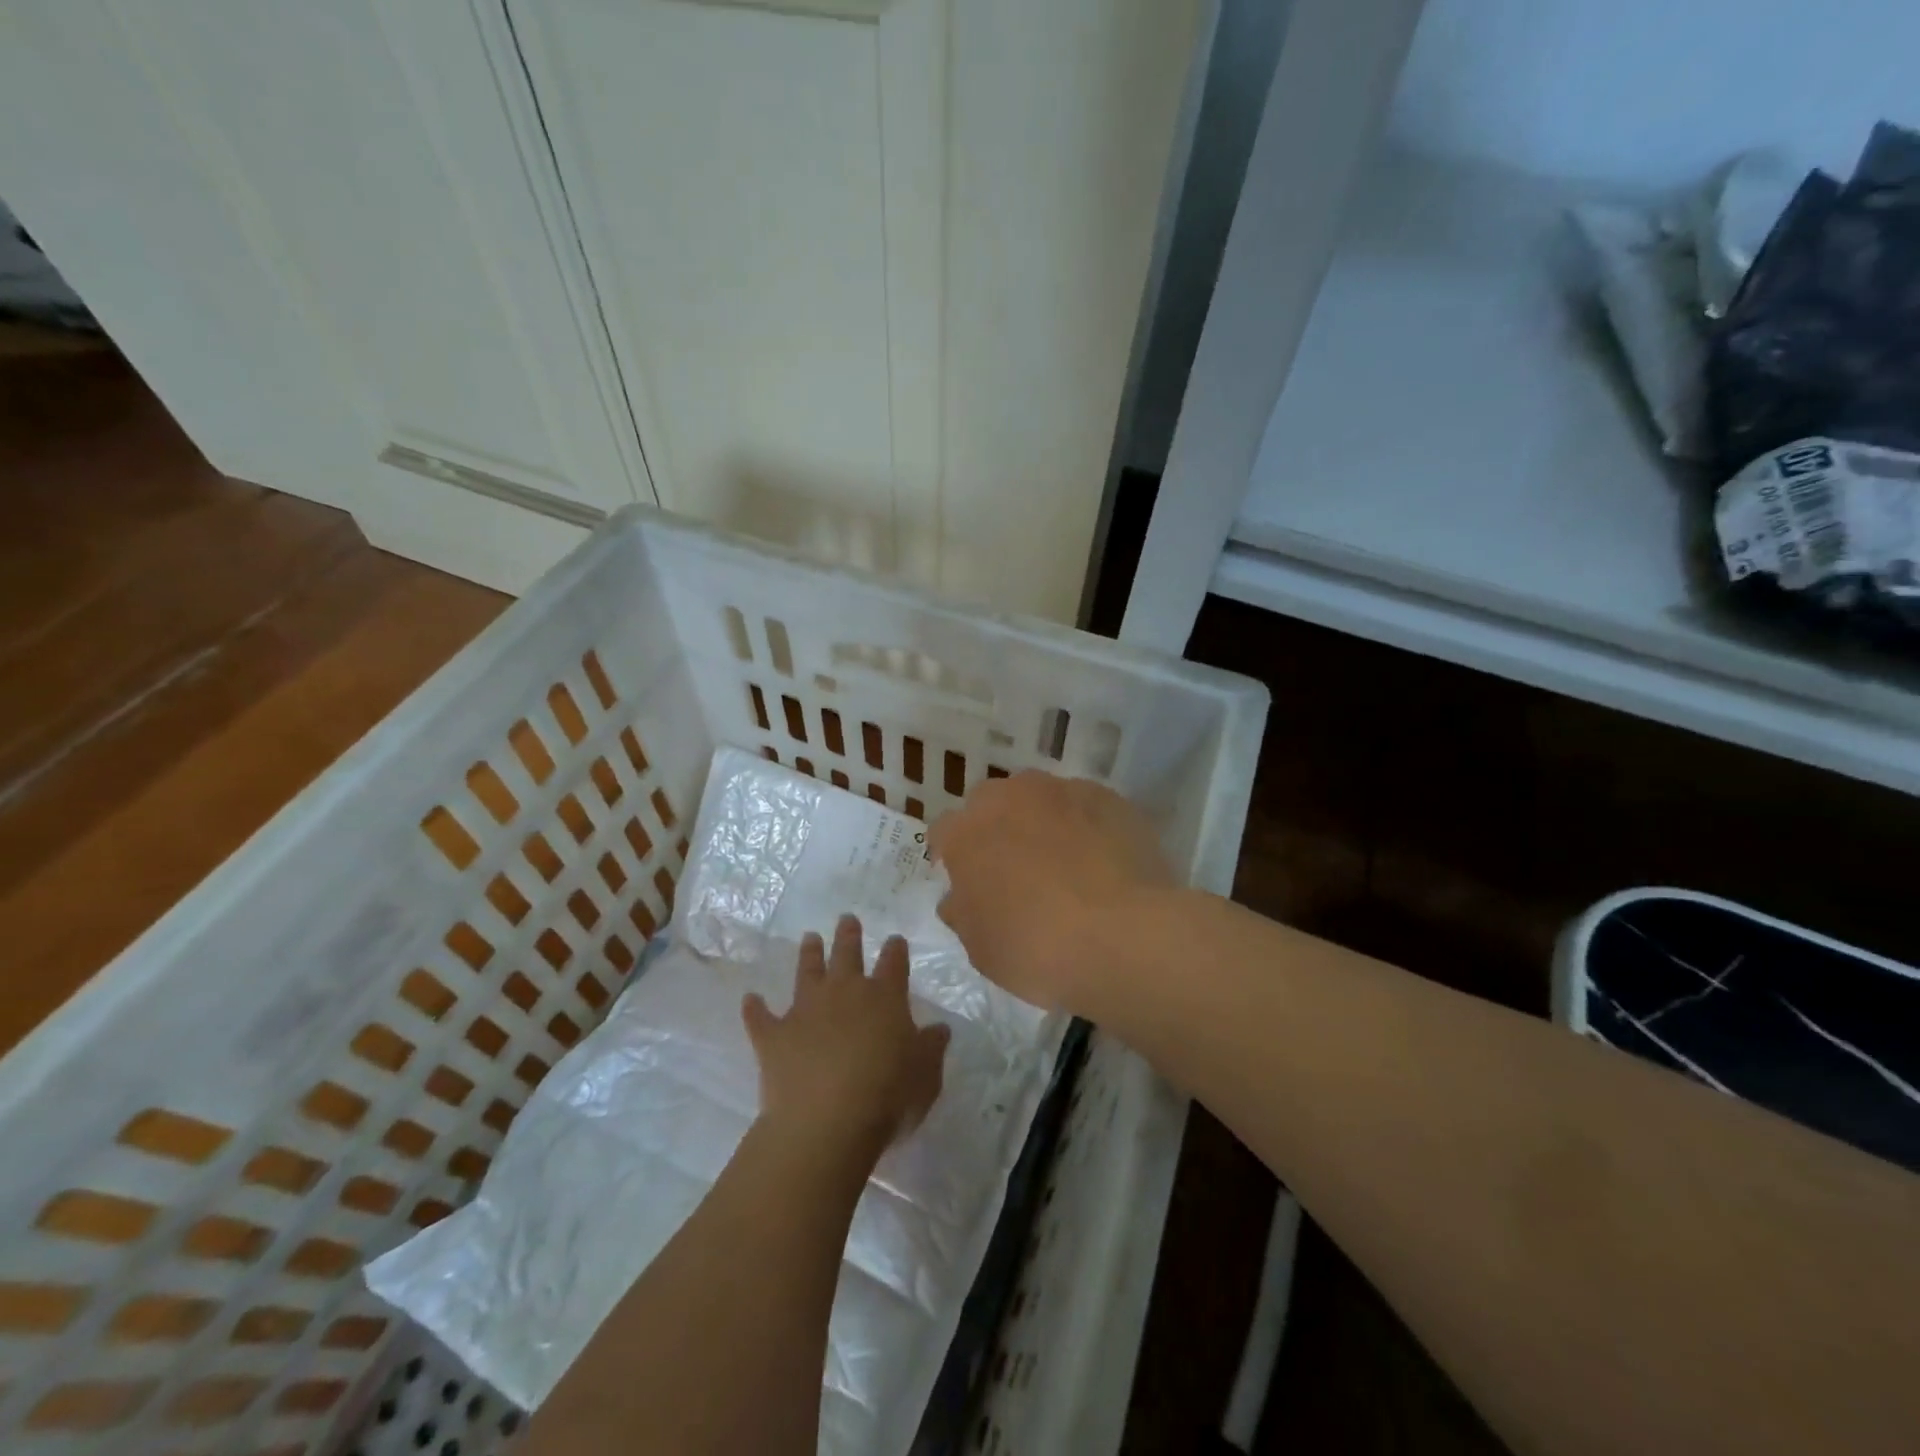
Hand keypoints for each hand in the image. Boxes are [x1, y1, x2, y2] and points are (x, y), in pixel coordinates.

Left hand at [742, 914, 949, 1162]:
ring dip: (809, 953)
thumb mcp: (926, 1074)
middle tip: (847, 918)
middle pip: (847, 954)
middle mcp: (844, 992)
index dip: (895, 950)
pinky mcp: (774, 1036)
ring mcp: (805, 1010)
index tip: (895, 940)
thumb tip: (939, 1028)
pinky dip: (754, 1008)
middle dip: (848, 935)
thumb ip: (931, 1047)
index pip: (893, 963)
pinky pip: (760, 1017)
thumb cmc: (888, 1095)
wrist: (826, 1120)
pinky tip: (750, 999)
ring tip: (809, 937)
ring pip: (807, 971)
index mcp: (884, 997)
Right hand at [928, 770, 1171, 1011]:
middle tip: (1015, 871)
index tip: (969, 883)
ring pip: (1039, 799)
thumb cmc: (1036, 948)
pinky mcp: (1107, 797)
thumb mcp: (980, 947)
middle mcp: (1008, 797)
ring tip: (1065, 863)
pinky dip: (1085, 826)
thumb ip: (962, 912)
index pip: (944, 832)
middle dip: (996, 829)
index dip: (954, 856)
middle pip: (991, 803)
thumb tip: (959, 897)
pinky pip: (1085, 807)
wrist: (1123, 935)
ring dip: (1042, 822)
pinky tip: (1101, 861)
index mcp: (966, 832)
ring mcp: (1061, 790)